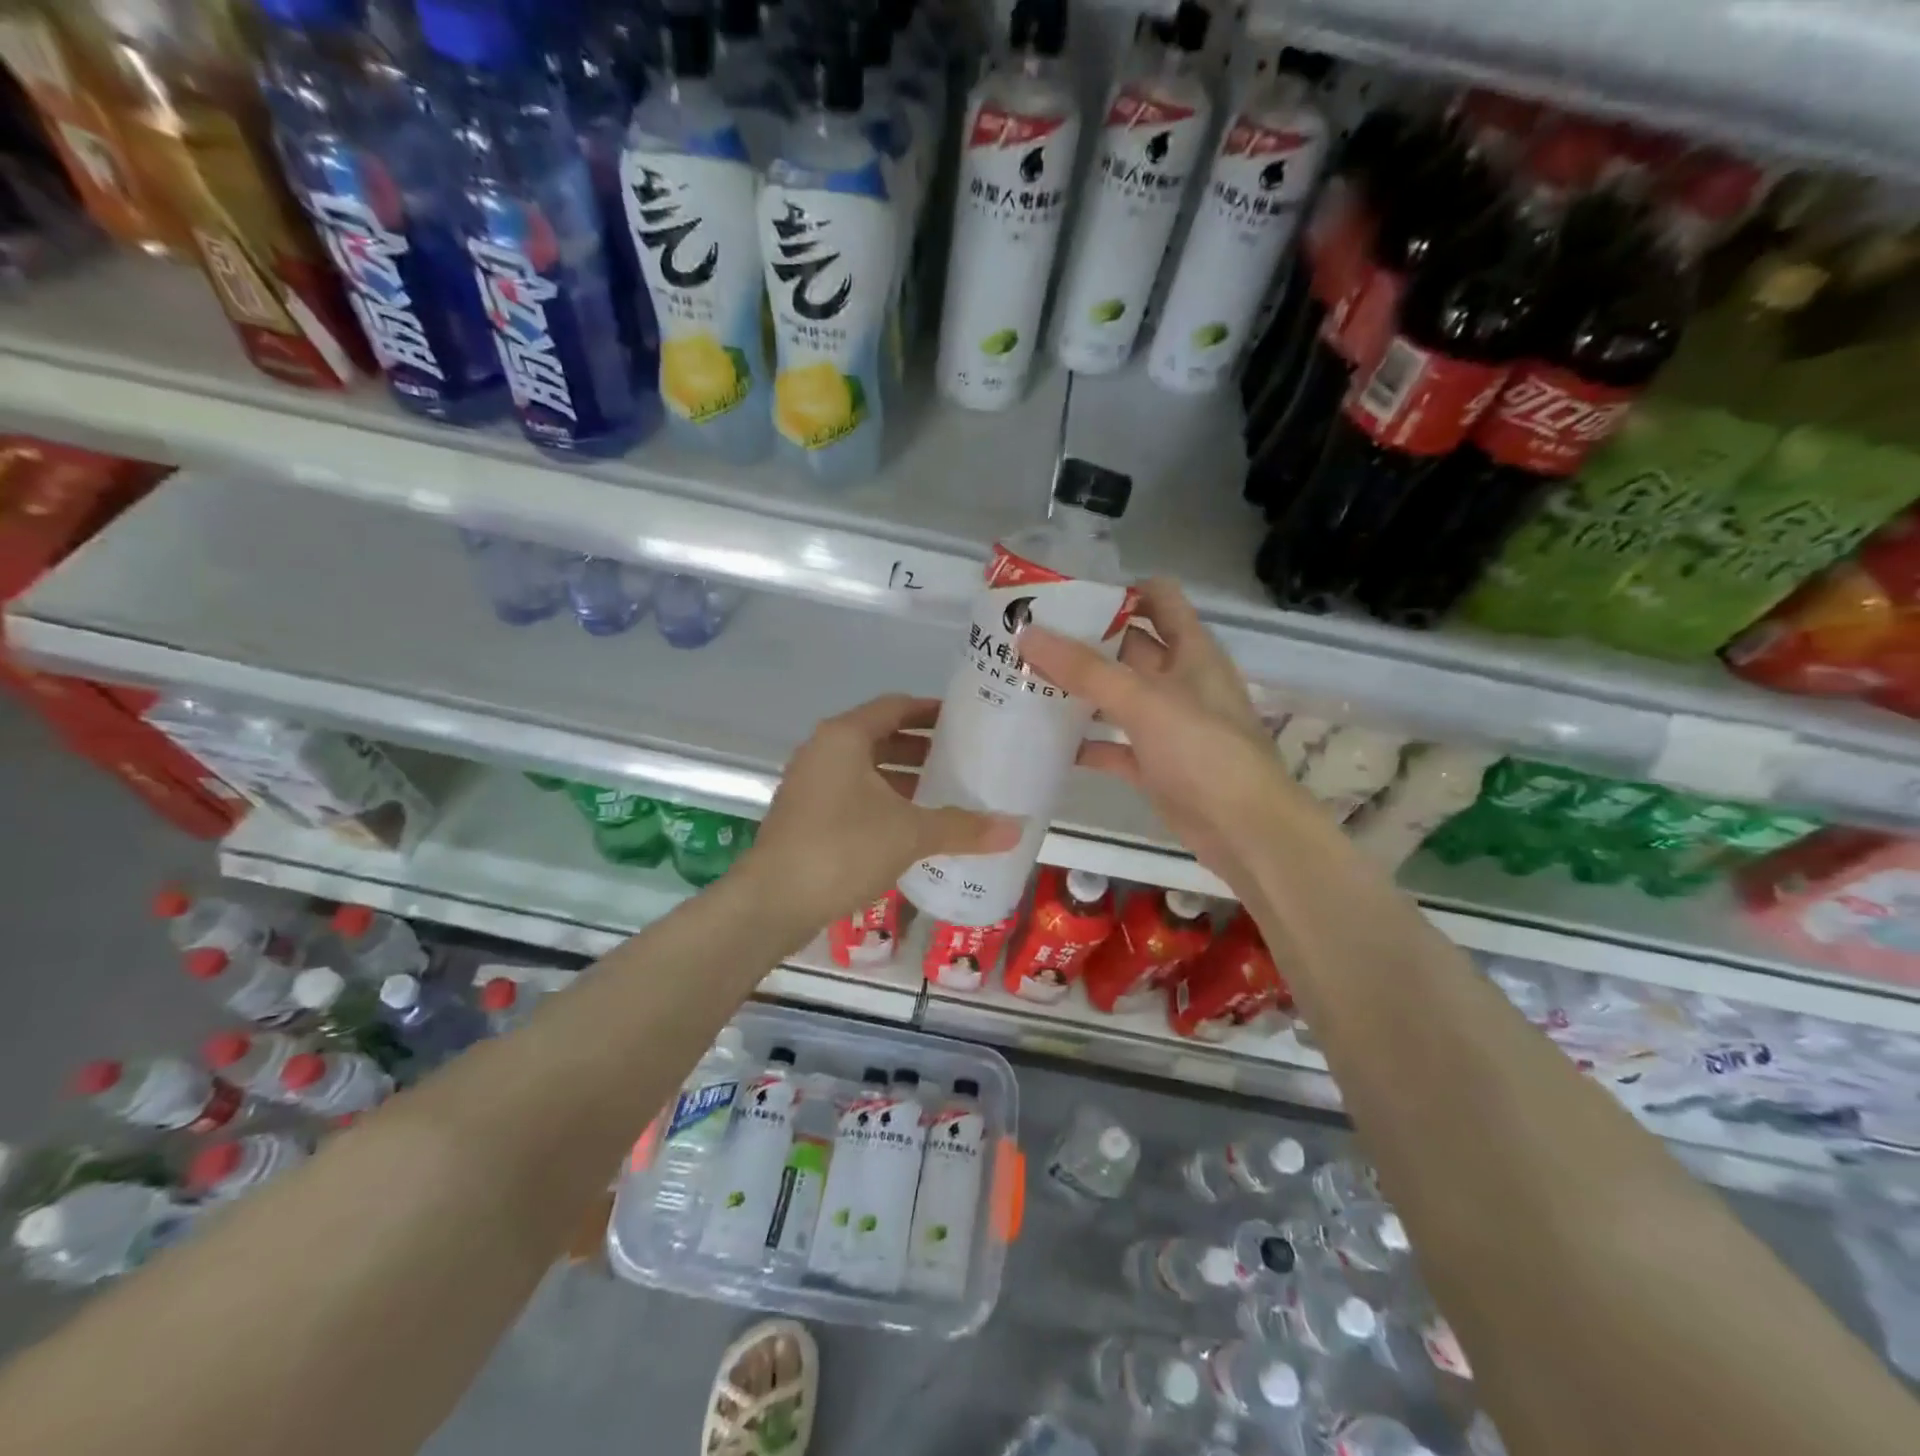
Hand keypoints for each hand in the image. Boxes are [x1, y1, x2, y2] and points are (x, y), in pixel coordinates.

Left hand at [743, 694, 1021, 928]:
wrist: (773, 901)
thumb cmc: (843, 848)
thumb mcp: (910, 834)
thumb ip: (963, 827)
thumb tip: (1017, 828)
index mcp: (845, 737)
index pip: (895, 707)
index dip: (930, 711)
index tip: (964, 720)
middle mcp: (823, 751)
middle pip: (880, 736)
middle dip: (920, 748)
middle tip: (962, 759)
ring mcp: (810, 784)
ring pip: (865, 769)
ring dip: (901, 777)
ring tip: (943, 793)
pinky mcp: (805, 815)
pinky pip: (852, 794)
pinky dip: (882, 801)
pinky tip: (910, 826)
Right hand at [1019, 578, 1306, 889]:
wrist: (1244, 831)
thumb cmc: (1203, 751)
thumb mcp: (1143, 701)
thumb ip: (1085, 669)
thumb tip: (1027, 633)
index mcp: (1191, 651)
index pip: (1158, 599)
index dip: (1119, 591)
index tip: (1067, 595)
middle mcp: (1179, 681)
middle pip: (1128, 647)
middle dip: (1083, 641)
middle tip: (1028, 638)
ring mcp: (1166, 725)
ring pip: (1116, 697)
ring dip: (1079, 691)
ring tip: (1025, 681)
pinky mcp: (1153, 765)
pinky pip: (1112, 746)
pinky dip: (1085, 743)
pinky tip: (1045, 742)